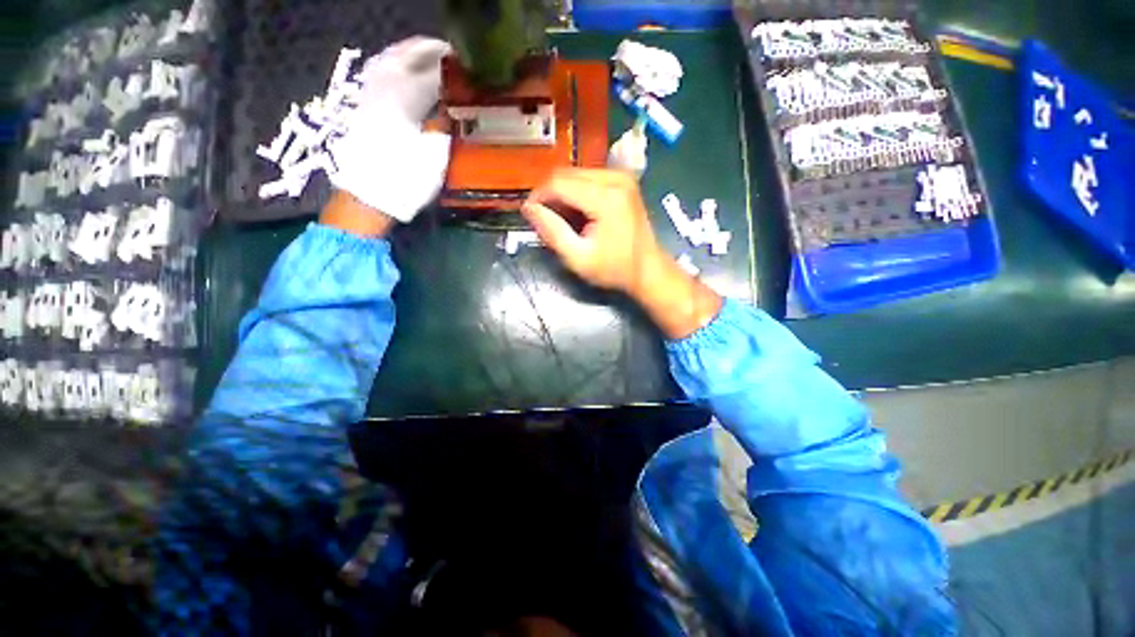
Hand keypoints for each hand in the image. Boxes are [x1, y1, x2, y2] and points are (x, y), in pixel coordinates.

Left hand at [328, 37, 452, 223]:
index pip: (432, 74)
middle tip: (449, 52)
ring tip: (426, 54)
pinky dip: (392, 64)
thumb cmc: (405, 180)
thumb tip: (453, 110)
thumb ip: (444, 127)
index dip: (452, 68)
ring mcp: (369, 95)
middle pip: (405, 56)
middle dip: (428, 50)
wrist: (368, 196)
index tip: (469, 65)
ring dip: (408, 53)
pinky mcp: (362, 106)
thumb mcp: (435, 157)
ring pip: (387, 60)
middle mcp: (383, 89)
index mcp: (404, 100)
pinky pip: (377, 73)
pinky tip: (400, 70)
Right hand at [522, 169, 721, 338]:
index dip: (538, 196)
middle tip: (544, 220)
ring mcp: (621, 177)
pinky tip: (576, 213)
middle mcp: (615, 179)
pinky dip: (576, 193)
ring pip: (576, 175)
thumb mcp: (578, 258)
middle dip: (550, 195)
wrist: (648, 269)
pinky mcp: (623, 181)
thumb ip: (552, 232)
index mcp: (606, 197)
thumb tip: (528, 208)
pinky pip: (588, 179)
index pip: (559, 183)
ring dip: (562, 194)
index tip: (529, 215)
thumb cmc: (615, 269)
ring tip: (561, 220)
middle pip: (566, 174)